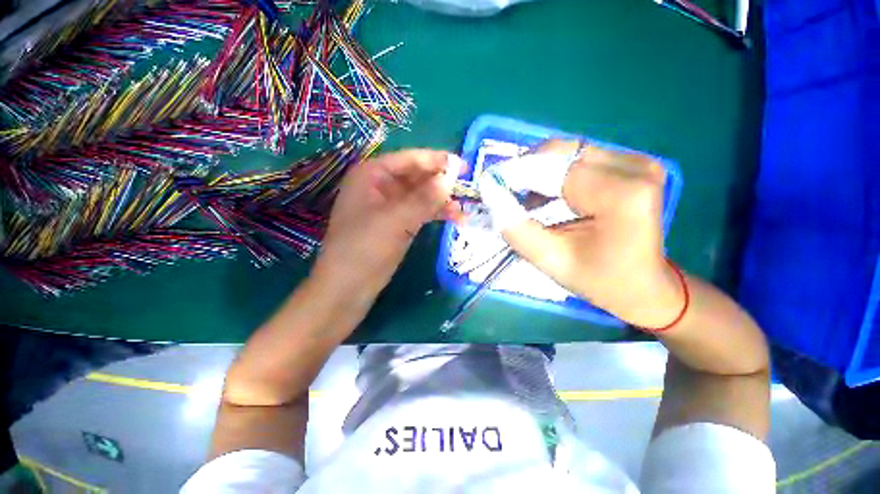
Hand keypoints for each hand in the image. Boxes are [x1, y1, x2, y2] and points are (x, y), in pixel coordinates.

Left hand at [312, 149, 463, 300]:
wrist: (348, 287)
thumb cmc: (365, 248)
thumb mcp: (396, 220)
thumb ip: (424, 198)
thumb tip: (450, 179)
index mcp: (372, 175)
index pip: (410, 159)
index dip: (437, 161)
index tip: (463, 167)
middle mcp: (381, 186)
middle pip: (417, 177)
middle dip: (441, 183)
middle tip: (467, 190)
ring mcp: (390, 206)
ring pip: (421, 196)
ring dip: (441, 201)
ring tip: (462, 211)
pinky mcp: (398, 223)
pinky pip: (420, 212)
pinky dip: (436, 214)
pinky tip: (454, 218)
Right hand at [477, 139, 683, 327]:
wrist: (645, 286)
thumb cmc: (600, 280)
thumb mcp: (550, 260)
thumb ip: (517, 229)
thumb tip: (491, 197)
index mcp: (622, 195)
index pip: (555, 168)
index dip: (519, 175)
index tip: (493, 189)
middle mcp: (635, 168)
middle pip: (563, 153)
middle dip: (529, 172)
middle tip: (510, 196)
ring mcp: (638, 162)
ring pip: (570, 153)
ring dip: (542, 174)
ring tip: (532, 202)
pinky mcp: (634, 164)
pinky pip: (583, 158)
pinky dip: (559, 174)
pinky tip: (552, 197)